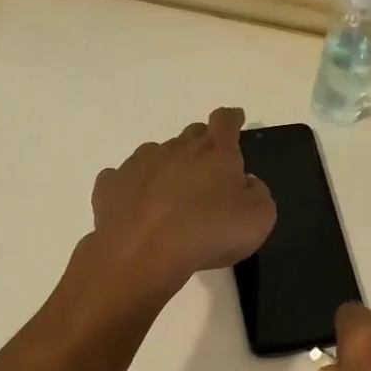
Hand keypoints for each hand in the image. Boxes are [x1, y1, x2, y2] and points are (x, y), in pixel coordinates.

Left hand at [89, 107, 275, 298]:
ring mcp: (139, 164)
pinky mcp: (111, 184)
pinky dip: (132, 187)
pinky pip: (123, 178)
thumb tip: (247, 183)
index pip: (225, 122)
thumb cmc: (208, 233)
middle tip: (206, 167)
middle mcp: (176, 149)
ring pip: (156, 154)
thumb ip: (259, 195)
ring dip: (166, 166)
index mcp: (216, 153)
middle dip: (200, 144)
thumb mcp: (258, 220)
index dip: (231, 119)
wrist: (143, 252)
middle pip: (191, 135)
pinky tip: (135, 206)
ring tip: (169, 193)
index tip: (234, 118)